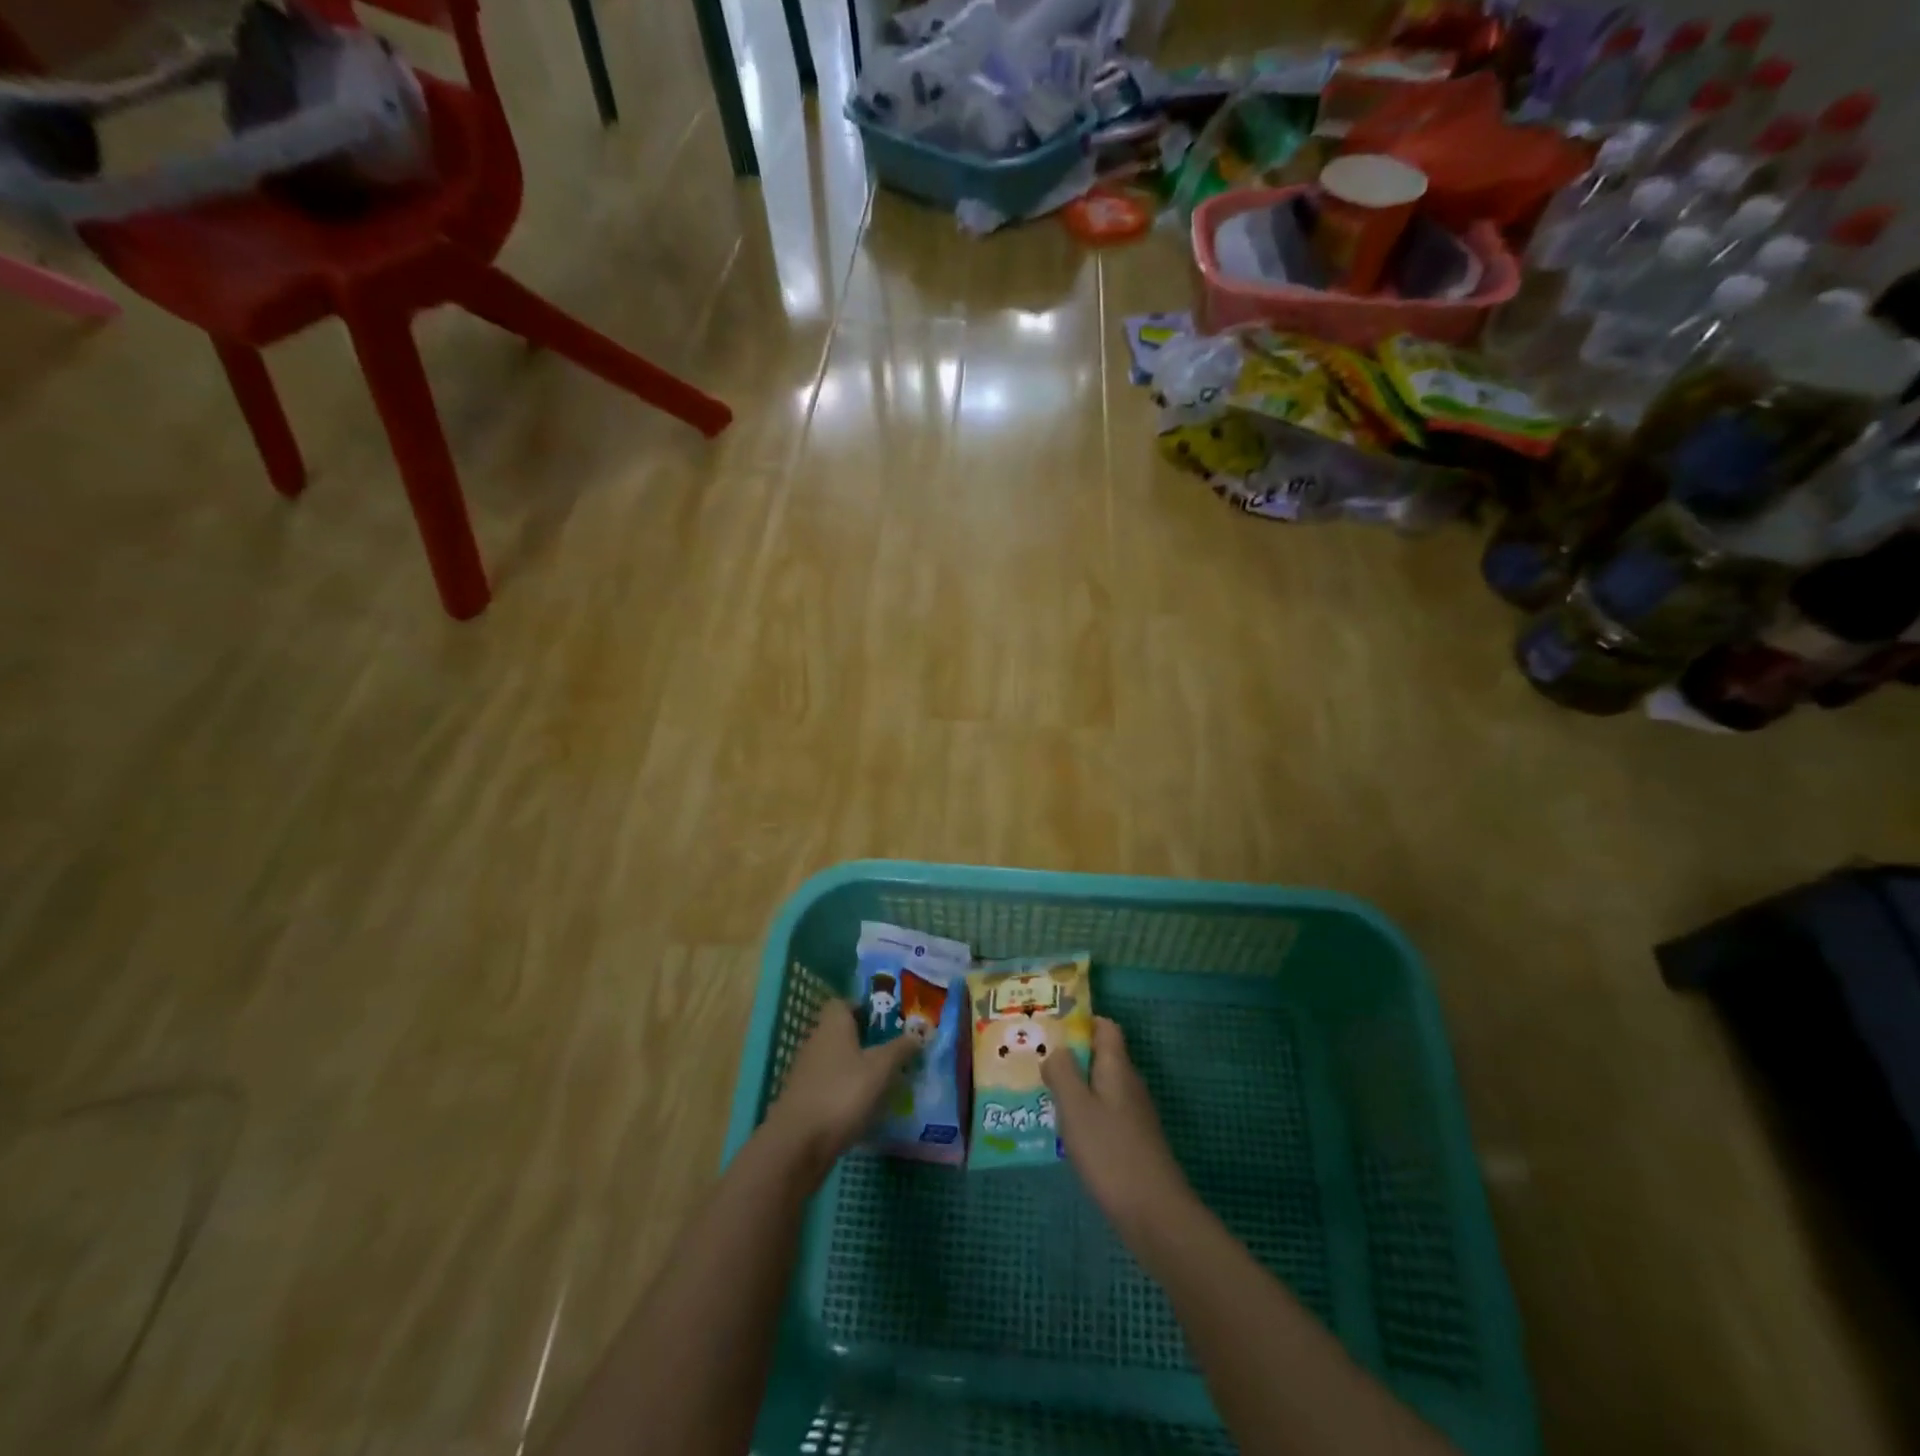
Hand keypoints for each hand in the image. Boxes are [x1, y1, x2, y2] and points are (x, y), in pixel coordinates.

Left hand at [763, 1000, 916, 1180]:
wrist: (798, 1143)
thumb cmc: (843, 1093)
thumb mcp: (881, 1068)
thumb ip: (901, 1048)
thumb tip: (919, 1032)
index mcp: (833, 1024)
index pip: (844, 1003)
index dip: (865, 1009)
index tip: (887, 1022)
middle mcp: (816, 1041)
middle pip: (841, 1032)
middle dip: (866, 1040)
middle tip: (894, 1051)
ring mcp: (806, 1071)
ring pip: (836, 1060)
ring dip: (857, 1067)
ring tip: (885, 1080)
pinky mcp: (804, 1099)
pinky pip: (830, 1085)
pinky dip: (846, 1091)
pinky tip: (864, 1106)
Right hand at [1044, 1017, 1195, 1238]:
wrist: (1154, 1214)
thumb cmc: (1110, 1152)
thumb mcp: (1076, 1107)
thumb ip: (1062, 1072)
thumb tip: (1057, 1049)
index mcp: (1117, 1067)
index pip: (1105, 1027)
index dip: (1081, 1022)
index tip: (1050, 1029)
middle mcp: (1129, 1084)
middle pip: (1101, 1056)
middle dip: (1071, 1056)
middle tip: (1035, 1062)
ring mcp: (1134, 1114)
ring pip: (1101, 1086)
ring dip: (1075, 1086)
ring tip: (1042, 1094)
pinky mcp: (1133, 1141)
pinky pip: (1104, 1113)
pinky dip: (1084, 1113)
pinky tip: (1065, 1131)